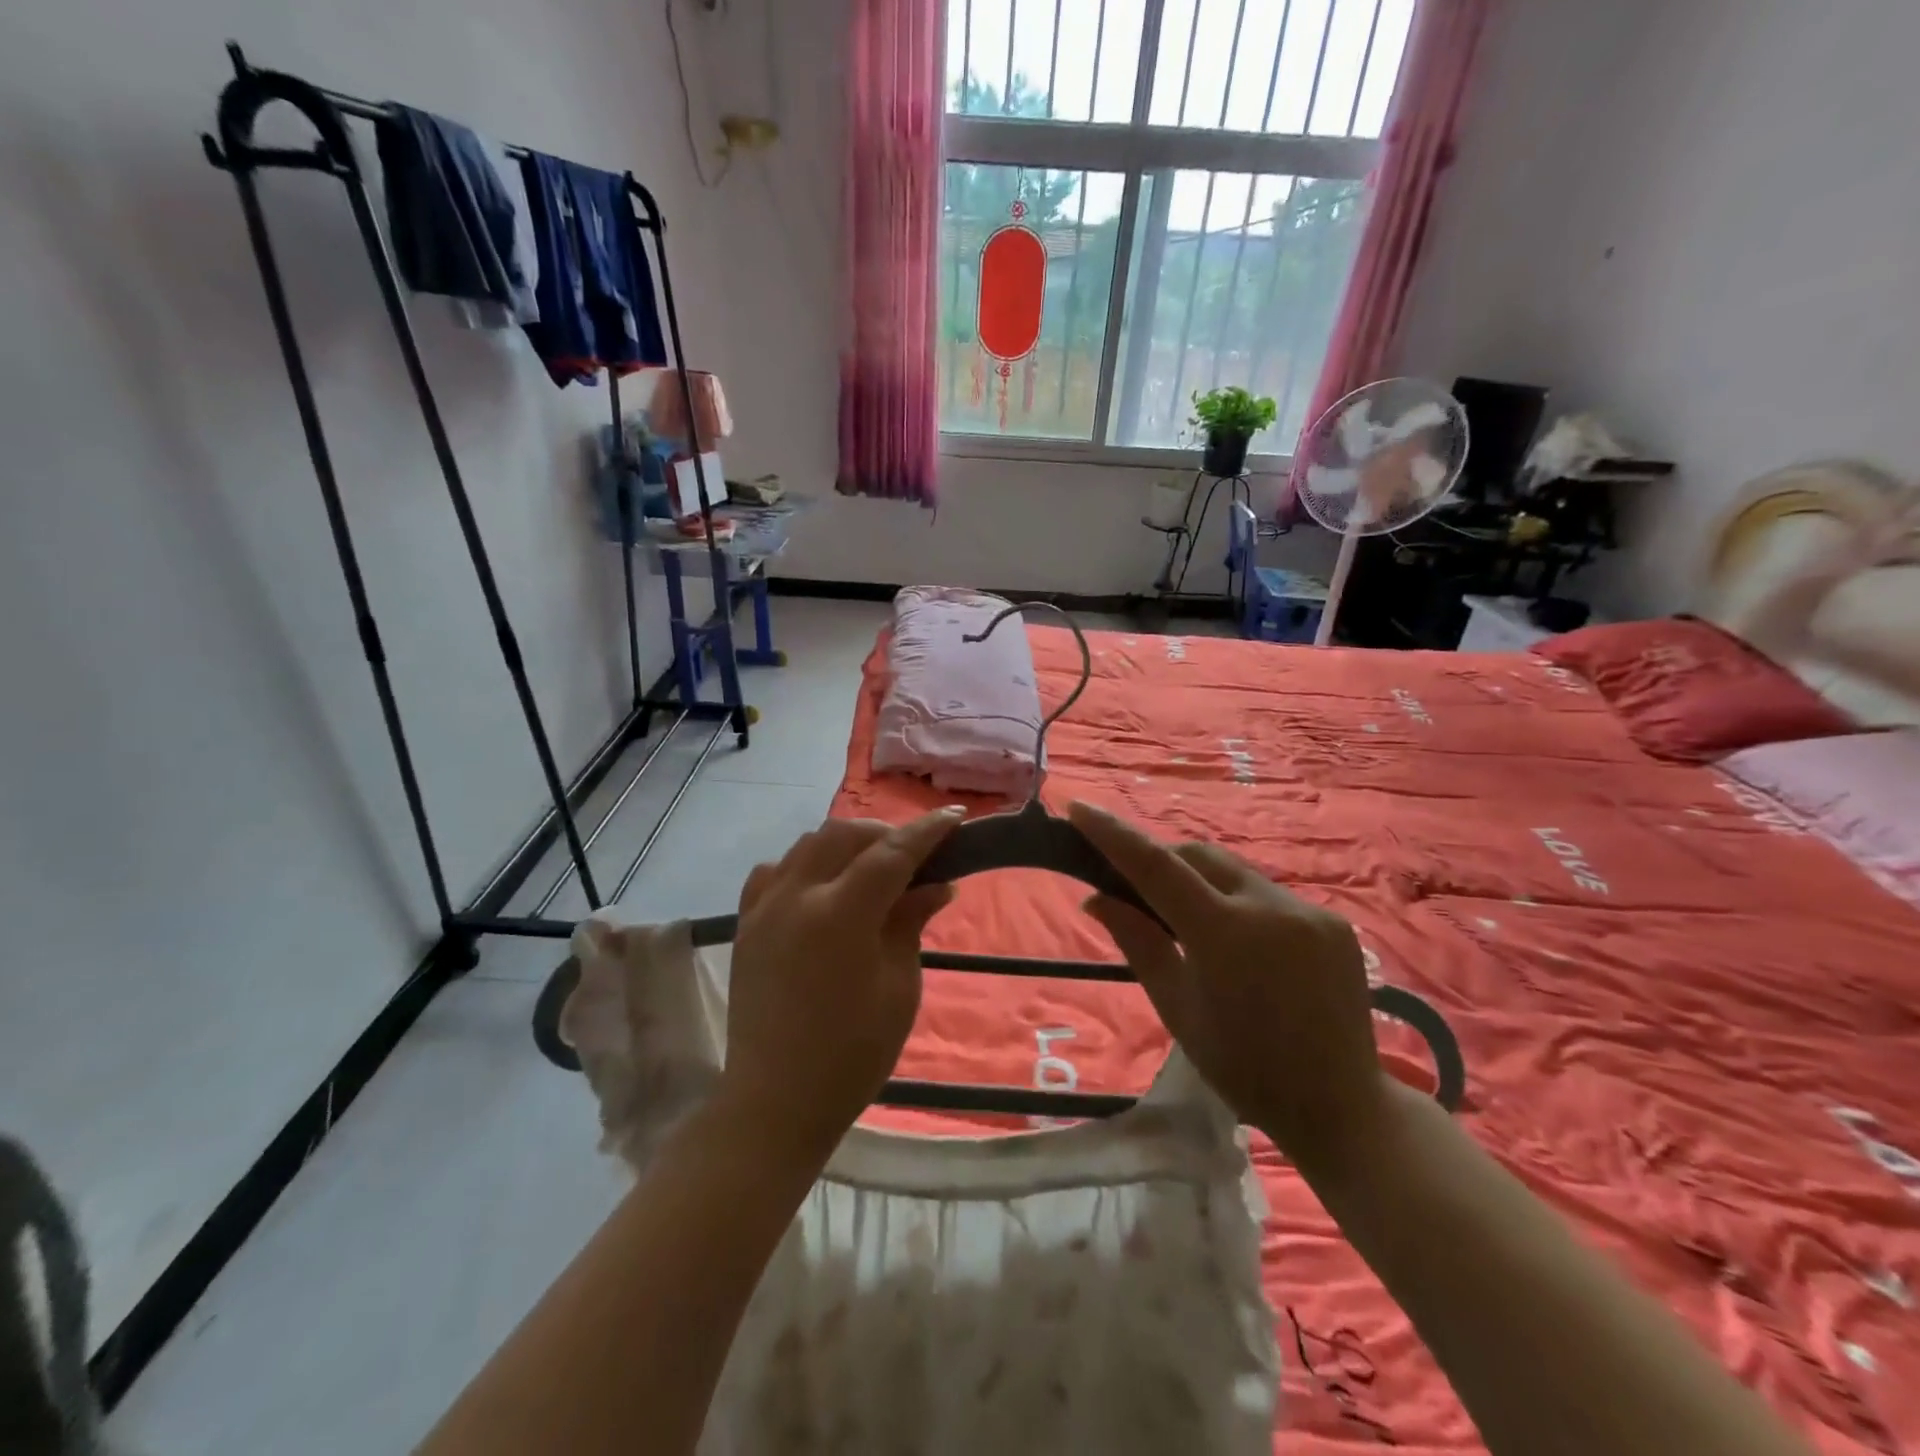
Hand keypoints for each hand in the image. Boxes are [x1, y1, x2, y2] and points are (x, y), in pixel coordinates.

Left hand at [719, 808, 963, 1158]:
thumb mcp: (899, 988)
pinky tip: (820, 886)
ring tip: (871, 866)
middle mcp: (797, 896)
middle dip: (885, 834)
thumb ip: (910, 923)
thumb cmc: (852, 1054)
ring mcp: (765, 907)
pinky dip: (805, 865)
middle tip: (916, 855)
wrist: (776, 1100)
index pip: (891, 853)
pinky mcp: (746, 924)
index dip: (926, 831)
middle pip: (845, 835)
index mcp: (841, 915)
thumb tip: (936, 885)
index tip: (955, 817)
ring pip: (809, 844)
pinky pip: (776, 871)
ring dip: (846, 843)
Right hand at [1069, 801, 1388, 1178]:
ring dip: (1200, 880)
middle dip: (1160, 860)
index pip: (1157, 867)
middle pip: (1198, 856)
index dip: (1115, 834)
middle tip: (1132, 884)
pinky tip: (1237, 939)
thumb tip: (1096, 898)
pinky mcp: (1333, 919)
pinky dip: (1237, 900)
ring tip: (1184, 916)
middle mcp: (1271, 907)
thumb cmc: (1243, 1067)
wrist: (1342, 1106)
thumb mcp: (1177, 1008)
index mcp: (1225, 935)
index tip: (1080, 808)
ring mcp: (1309, 910)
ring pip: (1234, 871)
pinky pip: (1268, 892)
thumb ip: (1138, 942)